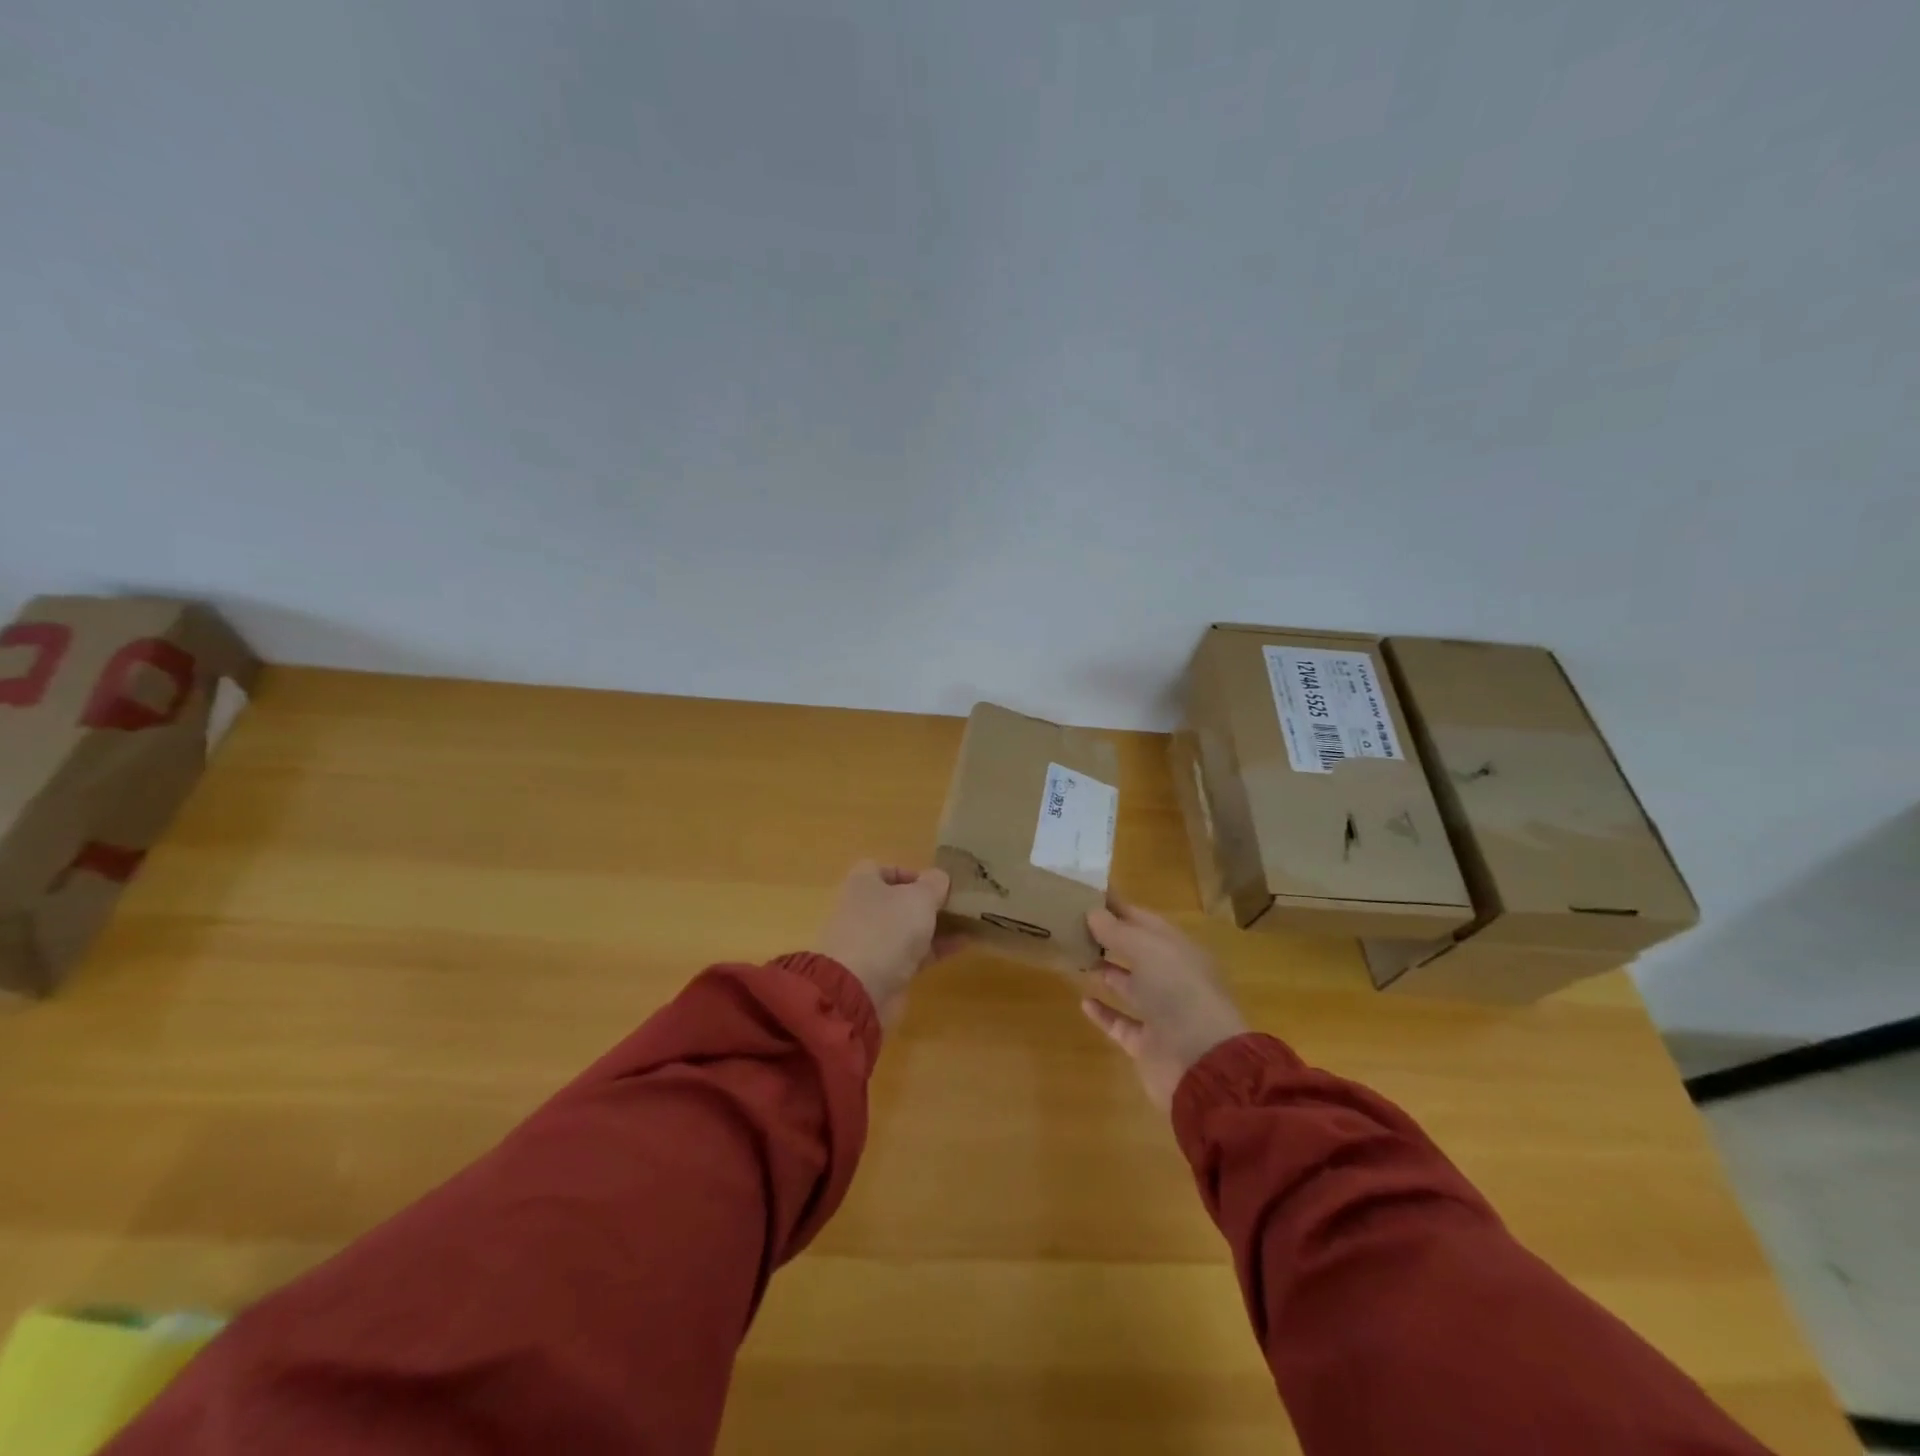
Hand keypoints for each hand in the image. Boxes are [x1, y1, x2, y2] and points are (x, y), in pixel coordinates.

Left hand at [816, 861, 954, 1025]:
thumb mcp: (919, 897)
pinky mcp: (883, 970)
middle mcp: (864, 909)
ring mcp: (872, 942)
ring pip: (908, 928)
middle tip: (956, 902)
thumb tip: (939, 877)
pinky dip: (936, 948)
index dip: (909, 872)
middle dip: (927, 901)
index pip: (883, 868)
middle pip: (898, 900)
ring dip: (935, 925)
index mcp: (863, 883)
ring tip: (969, 922)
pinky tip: (964, 944)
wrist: (860, 990)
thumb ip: (934, 883)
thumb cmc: (887, 928)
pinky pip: (914, 953)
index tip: (935, 882)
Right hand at [1081, 902, 1248, 1111]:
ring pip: (1129, 986)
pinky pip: (1121, 1023)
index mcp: (1178, 949)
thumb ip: (1117, 931)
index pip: (1144, 920)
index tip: (1086, 895)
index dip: (1117, 907)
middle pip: (1136, 952)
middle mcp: (1172, 978)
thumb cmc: (1178, 992)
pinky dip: (1104, 1012)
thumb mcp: (1147, 950)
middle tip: (1071, 923)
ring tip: (1074, 955)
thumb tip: (1093, 912)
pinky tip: (1083, 1000)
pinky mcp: (1148, 1044)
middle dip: (1108, 938)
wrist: (1203, 1063)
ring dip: (1104, 971)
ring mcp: (1161, 1013)